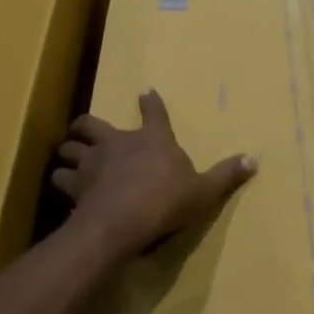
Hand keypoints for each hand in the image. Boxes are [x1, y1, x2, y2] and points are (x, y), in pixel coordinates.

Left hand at [53, 90, 256, 260]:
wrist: (123, 221)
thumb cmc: (167, 201)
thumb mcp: (204, 191)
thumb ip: (225, 175)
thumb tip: (254, 159)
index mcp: (152, 139)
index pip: (153, 113)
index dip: (150, 102)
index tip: (145, 92)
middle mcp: (117, 143)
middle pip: (92, 124)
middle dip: (86, 125)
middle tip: (85, 130)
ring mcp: (92, 162)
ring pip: (69, 149)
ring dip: (68, 152)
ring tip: (68, 159)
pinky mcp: (74, 186)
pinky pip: (59, 179)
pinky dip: (60, 181)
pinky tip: (63, 189)